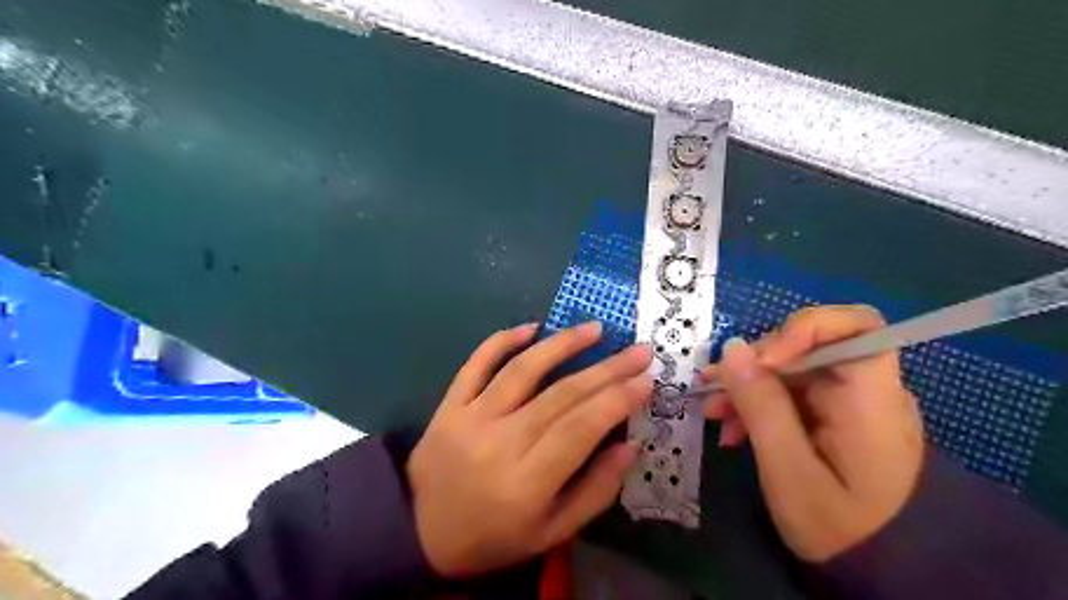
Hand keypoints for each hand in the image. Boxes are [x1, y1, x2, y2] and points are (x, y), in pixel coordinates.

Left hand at [409, 320, 650, 577]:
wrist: (419, 533)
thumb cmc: (494, 538)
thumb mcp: (552, 532)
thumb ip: (596, 490)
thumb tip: (631, 445)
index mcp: (527, 482)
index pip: (582, 427)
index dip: (618, 399)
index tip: (646, 379)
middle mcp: (500, 442)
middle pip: (561, 394)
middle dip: (606, 369)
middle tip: (638, 350)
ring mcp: (470, 418)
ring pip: (523, 370)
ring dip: (562, 344)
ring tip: (595, 328)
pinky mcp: (449, 405)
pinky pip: (476, 363)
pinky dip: (502, 340)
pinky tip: (531, 326)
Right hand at [708, 305, 921, 561]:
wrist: (882, 572)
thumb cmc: (840, 529)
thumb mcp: (788, 469)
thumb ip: (761, 405)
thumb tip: (732, 348)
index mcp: (872, 399)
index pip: (855, 325)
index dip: (803, 328)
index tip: (760, 361)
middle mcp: (867, 389)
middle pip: (810, 346)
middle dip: (756, 364)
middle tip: (712, 389)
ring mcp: (850, 402)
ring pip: (793, 370)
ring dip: (749, 385)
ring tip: (714, 413)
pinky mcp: (835, 416)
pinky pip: (793, 393)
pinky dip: (760, 404)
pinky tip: (733, 428)